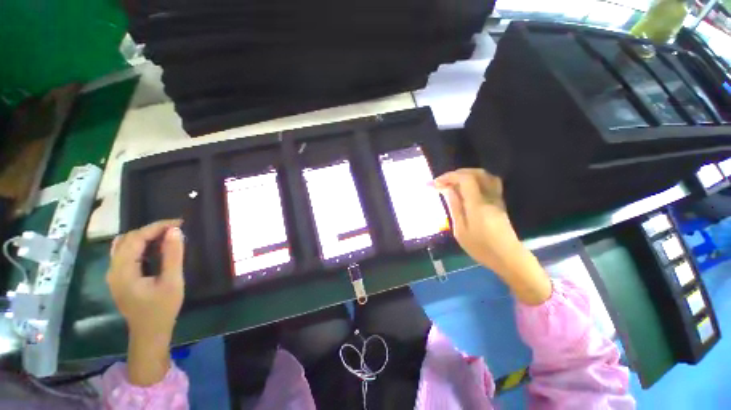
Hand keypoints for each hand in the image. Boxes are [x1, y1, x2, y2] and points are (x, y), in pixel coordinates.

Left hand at [106, 219, 184, 385]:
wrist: (149, 332)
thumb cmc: (162, 308)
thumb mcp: (172, 281)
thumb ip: (173, 255)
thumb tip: (175, 231)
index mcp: (123, 271)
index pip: (136, 239)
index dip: (156, 227)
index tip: (179, 223)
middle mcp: (113, 269)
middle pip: (127, 239)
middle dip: (151, 230)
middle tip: (175, 229)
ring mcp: (114, 274)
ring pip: (124, 245)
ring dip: (144, 236)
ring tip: (166, 235)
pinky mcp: (119, 277)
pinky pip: (126, 253)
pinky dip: (140, 245)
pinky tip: (155, 248)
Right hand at [434, 169, 551, 304]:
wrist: (507, 257)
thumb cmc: (481, 247)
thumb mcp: (461, 230)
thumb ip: (455, 207)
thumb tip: (448, 190)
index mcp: (477, 204)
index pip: (465, 179)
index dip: (449, 177)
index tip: (435, 183)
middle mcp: (489, 197)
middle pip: (476, 173)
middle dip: (456, 174)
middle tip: (442, 181)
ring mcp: (497, 198)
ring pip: (485, 176)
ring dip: (467, 174)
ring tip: (453, 182)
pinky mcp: (499, 202)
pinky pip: (489, 182)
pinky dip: (475, 179)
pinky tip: (466, 188)